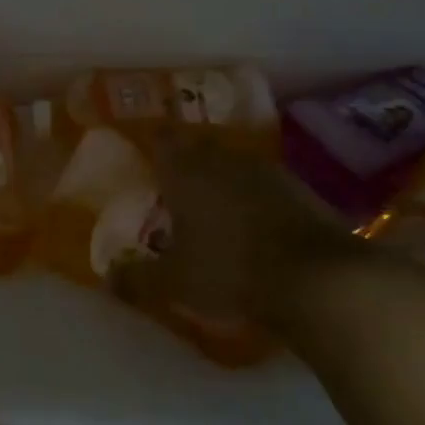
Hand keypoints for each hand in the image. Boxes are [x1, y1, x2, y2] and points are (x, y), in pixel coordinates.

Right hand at [109, 134, 384, 351]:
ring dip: (221, 177)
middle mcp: (223, 161)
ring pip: (232, 164)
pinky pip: (263, 183)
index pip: (162, 141)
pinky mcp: (299, 189)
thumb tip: (106, 278)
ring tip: (211, 204)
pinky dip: (252, 195)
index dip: (152, 143)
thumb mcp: (174, 283)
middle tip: (173, 183)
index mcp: (186, 173)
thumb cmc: (230, 271)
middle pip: (198, 147)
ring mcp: (265, 171)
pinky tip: (251, 221)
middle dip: (185, 161)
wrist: (318, 278)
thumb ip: (137, 278)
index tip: (145, 154)